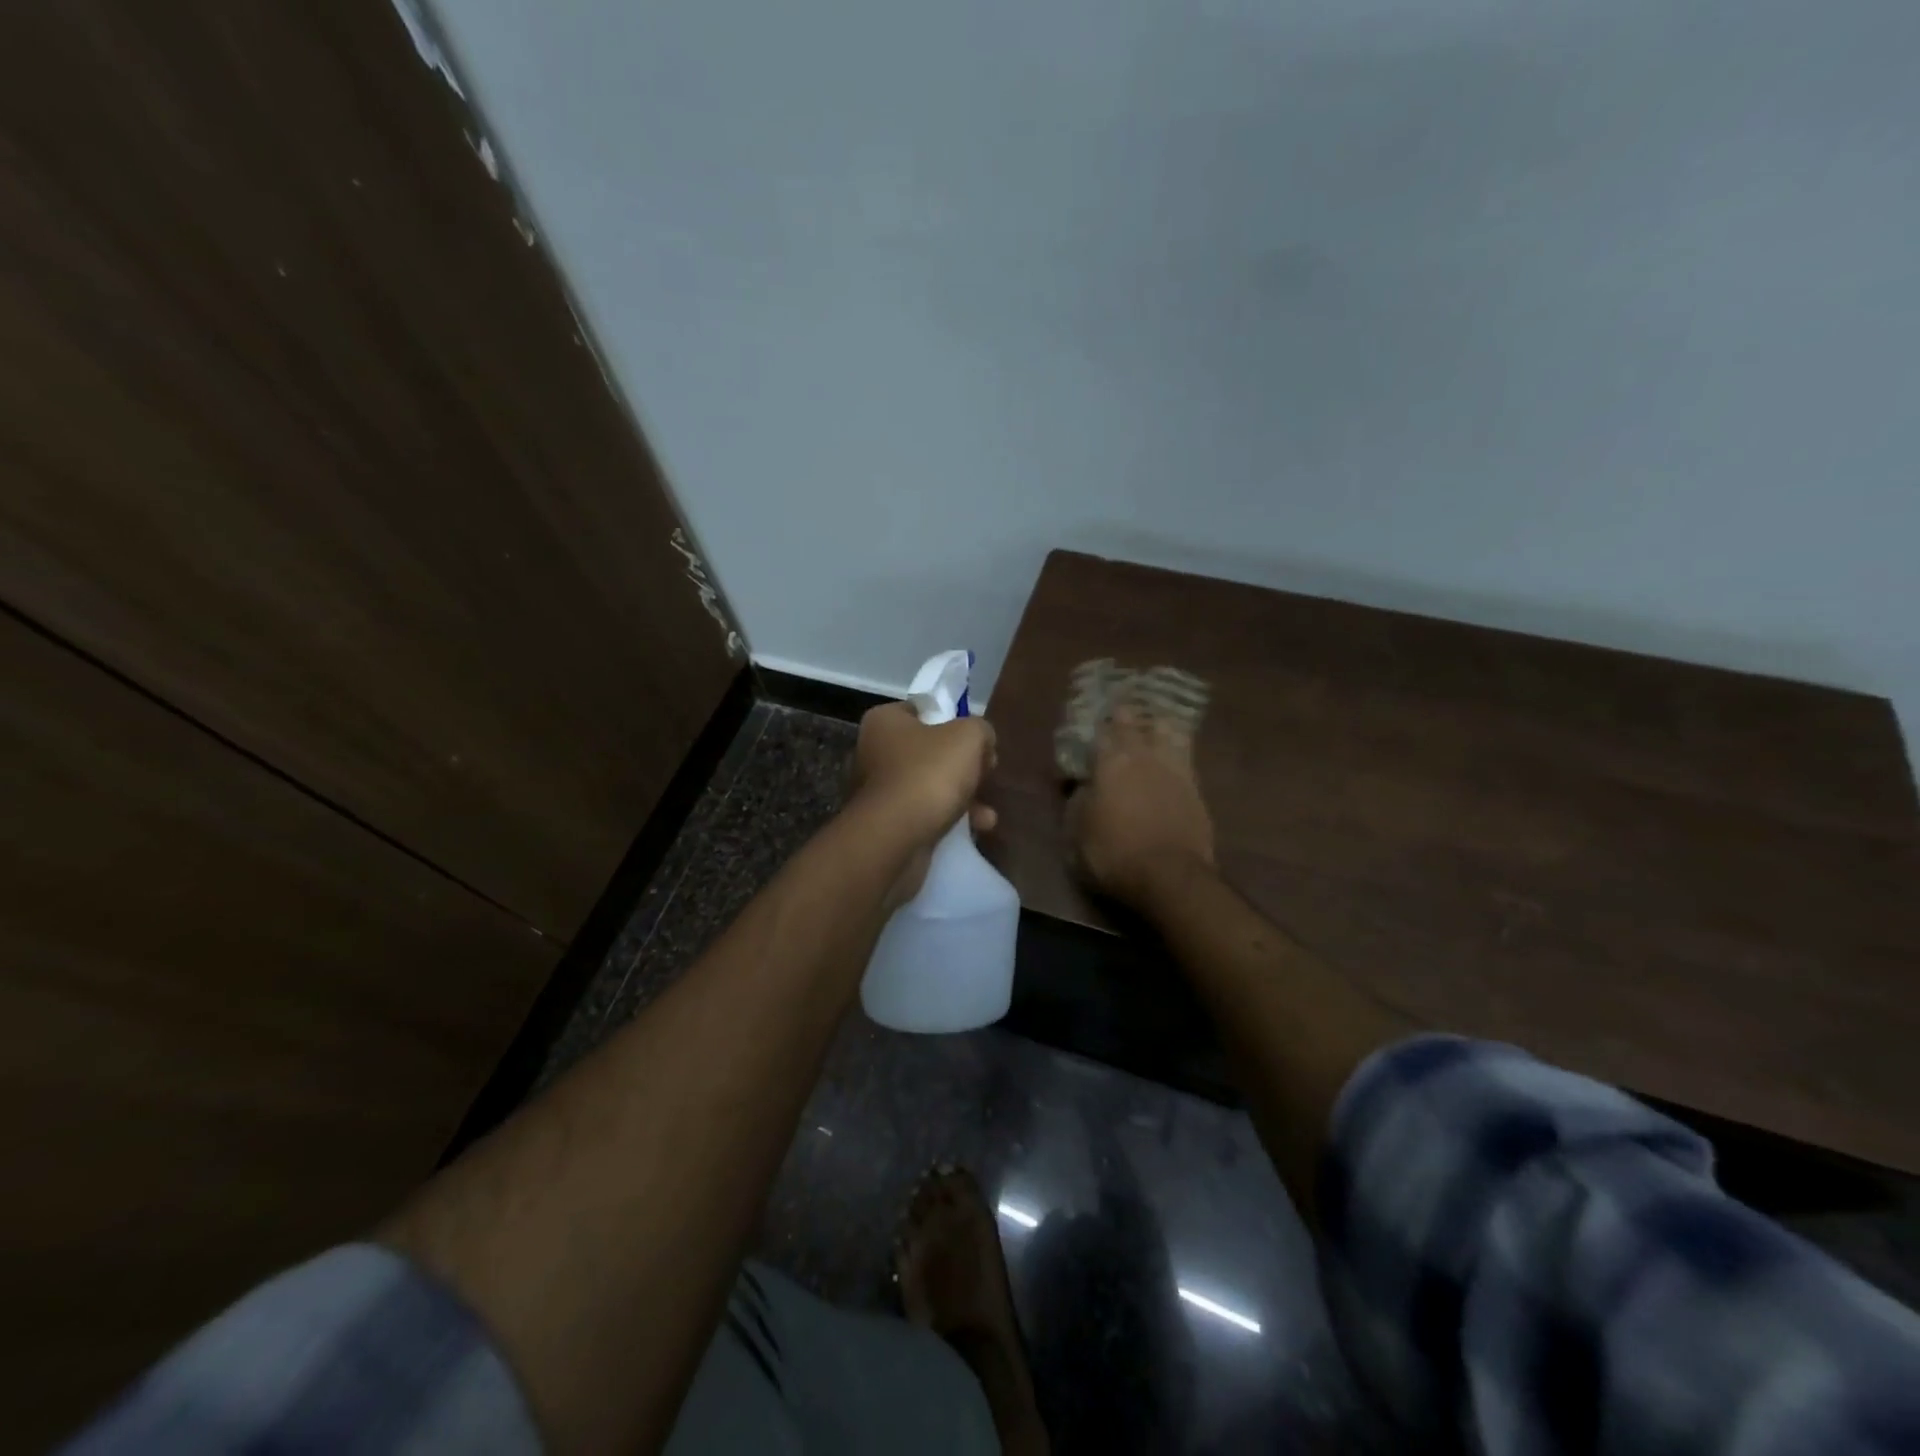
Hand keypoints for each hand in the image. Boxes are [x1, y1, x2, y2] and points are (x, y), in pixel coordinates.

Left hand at [848, 703, 997, 905]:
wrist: (895, 838)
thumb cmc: (928, 774)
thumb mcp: (968, 737)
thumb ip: (980, 729)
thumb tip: (982, 740)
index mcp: (884, 721)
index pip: (923, 710)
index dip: (955, 721)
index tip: (978, 740)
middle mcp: (875, 752)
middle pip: (931, 751)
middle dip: (964, 766)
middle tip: (986, 773)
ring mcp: (879, 791)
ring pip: (931, 785)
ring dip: (963, 797)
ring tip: (986, 814)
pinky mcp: (886, 824)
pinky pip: (925, 814)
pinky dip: (950, 819)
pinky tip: (977, 828)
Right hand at [1066, 704, 1214, 908]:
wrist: (1170, 877)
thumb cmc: (1113, 854)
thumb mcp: (1076, 832)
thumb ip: (1078, 800)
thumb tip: (1083, 784)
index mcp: (1110, 762)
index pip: (1100, 731)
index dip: (1094, 724)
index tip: (1089, 718)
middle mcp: (1143, 756)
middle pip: (1135, 722)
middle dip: (1125, 714)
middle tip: (1119, 708)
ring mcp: (1174, 768)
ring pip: (1168, 730)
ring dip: (1157, 724)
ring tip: (1151, 721)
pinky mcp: (1196, 787)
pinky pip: (1186, 753)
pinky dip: (1177, 745)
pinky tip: (1174, 747)